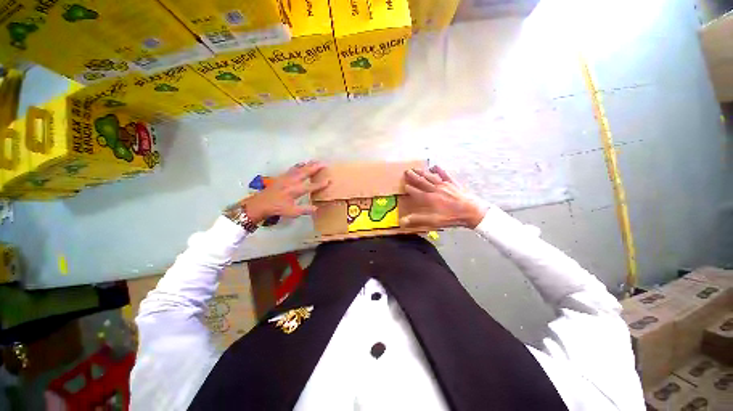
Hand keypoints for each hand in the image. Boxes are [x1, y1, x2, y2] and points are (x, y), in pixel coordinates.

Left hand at [238, 161, 329, 223]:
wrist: (260, 203)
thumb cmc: (277, 208)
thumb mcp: (292, 212)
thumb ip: (305, 210)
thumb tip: (317, 208)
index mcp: (295, 190)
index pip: (311, 186)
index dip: (321, 184)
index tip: (329, 180)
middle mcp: (292, 182)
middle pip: (306, 172)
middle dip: (316, 167)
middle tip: (324, 163)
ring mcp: (287, 177)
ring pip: (300, 168)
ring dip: (308, 164)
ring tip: (316, 161)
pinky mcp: (282, 176)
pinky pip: (293, 168)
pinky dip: (299, 165)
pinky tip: (302, 163)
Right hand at [401, 165, 486, 228]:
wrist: (471, 211)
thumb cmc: (451, 217)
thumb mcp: (433, 221)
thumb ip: (418, 219)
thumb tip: (402, 221)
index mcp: (429, 199)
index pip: (416, 192)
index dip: (409, 189)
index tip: (404, 185)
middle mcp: (434, 189)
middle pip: (421, 181)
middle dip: (413, 176)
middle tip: (406, 172)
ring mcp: (444, 184)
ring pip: (430, 176)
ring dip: (422, 172)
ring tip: (415, 168)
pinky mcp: (452, 182)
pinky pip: (444, 174)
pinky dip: (438, 169)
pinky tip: (434, 166)